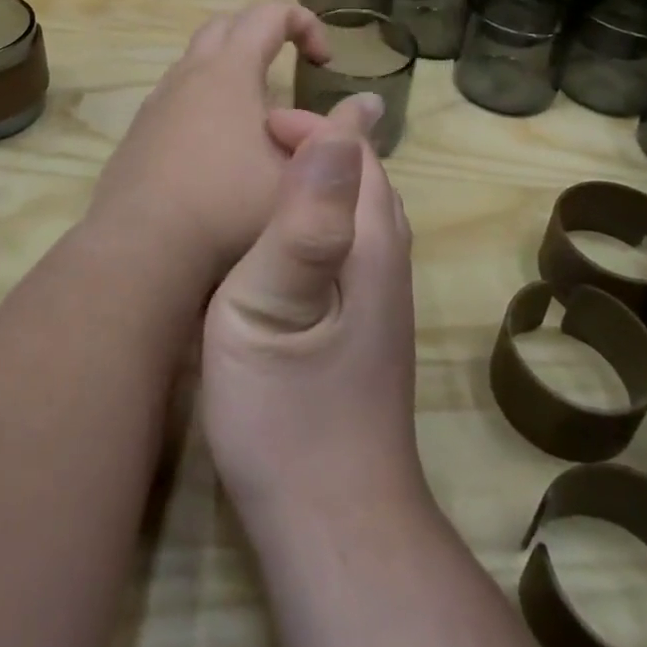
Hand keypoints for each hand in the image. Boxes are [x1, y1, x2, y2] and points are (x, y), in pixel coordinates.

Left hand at [83, 3, 332, 284]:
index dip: (305, 24)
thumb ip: (339, 136)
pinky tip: (218, 146)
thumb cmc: (228, 209)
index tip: (325, 62)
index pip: (269, 14)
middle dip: (265, 34)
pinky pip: (177, 94)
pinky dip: (205, 98)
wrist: (141, 251)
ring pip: (196, 60)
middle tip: (291, 68)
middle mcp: (189, 75)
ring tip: (258, 111)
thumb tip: (371, 104)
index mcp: (230, 71)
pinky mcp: (139, 132)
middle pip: (227, 26)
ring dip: (232, 68)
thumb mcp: (299, 176)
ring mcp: (158, 102)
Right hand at [199, 104, 425, 529]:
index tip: (259, 125)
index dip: (313, 125)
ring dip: (325, 179)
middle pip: (367, 177)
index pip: (355, 153)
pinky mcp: (372, 325)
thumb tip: (335, 130)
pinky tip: (292, 239)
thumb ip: (302, 220)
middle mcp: (388, 260)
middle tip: (261, 141)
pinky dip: (327, 216)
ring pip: (365, 210)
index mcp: (368, 244)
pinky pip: (355, 241)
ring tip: (272, 175)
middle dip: (320, 144)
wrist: (333, 522)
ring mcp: (385, 297)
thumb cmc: (283, 413)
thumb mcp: (270, 308)